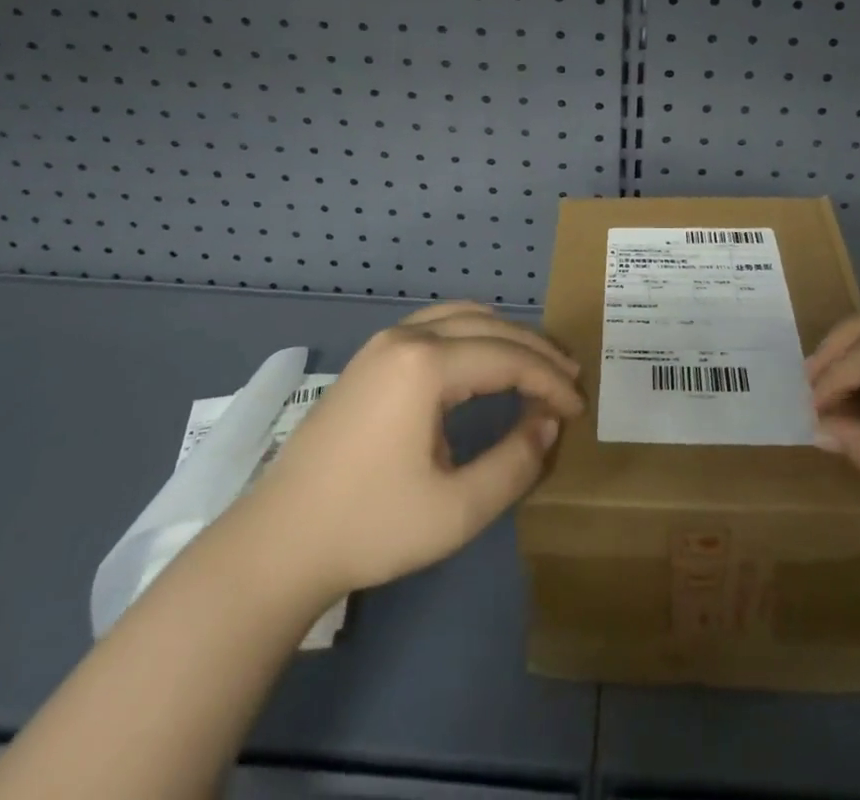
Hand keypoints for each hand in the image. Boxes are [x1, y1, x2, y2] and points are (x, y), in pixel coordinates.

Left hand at [238, 302, 583, 597]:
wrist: (279, 543)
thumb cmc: (371, 527)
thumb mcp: (457, 510)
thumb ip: (516, 462)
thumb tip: (548, 423)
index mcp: (426, 365)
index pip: (509, 359)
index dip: (551, 382)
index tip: (579, 409)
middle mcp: (407, 337)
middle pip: (490, 327)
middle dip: (536, 352)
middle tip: (570, 381)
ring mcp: (384, 341)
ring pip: (463, 316)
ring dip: (506, 336)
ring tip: (537, 365)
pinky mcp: (371, 356)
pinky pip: (437, 323)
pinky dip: (474, 332)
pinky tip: (485, 357)